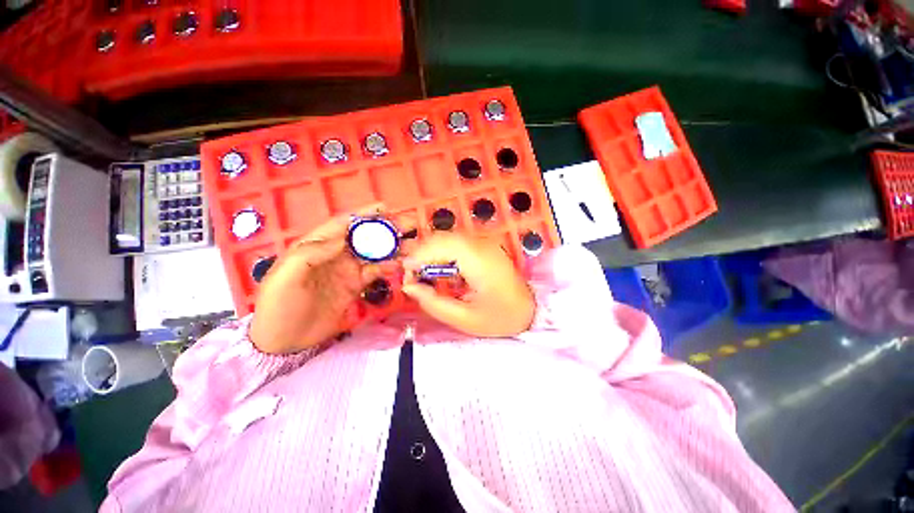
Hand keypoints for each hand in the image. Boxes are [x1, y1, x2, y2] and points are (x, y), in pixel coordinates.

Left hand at [250, 205, 396, 354]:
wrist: (283, 339)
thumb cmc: (279, 304)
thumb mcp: (285, 276)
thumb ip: (311, 253)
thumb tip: (343, 239)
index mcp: (317, 245)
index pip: (343, 224)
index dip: (364, 214)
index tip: (384, 207)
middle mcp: (335, 254)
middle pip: (364, 236)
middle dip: (386, 229)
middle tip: (409, 224)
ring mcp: (348, 270)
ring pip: (374, 253)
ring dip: (393, 248)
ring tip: (412, 245)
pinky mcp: (356, 286)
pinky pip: (375, 272)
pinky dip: (388, 267)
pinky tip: (400, 265)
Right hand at [402, 234, 535, 336]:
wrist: (530, 309)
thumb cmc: (500, 317)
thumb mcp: (464, 319)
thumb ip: (434, 303)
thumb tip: (409, 287)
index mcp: (479, 261)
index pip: (441, 245)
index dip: (418, 256)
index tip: (406, 275)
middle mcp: (481, 244)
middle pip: (442, 239)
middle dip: (422, 255)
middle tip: (413, 277)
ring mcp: (484, 243)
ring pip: (448, 239)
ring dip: (431, 254)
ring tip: (424, 276)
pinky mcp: (485, 246)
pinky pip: (456, 244)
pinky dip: (443, 254)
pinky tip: (442, 271)